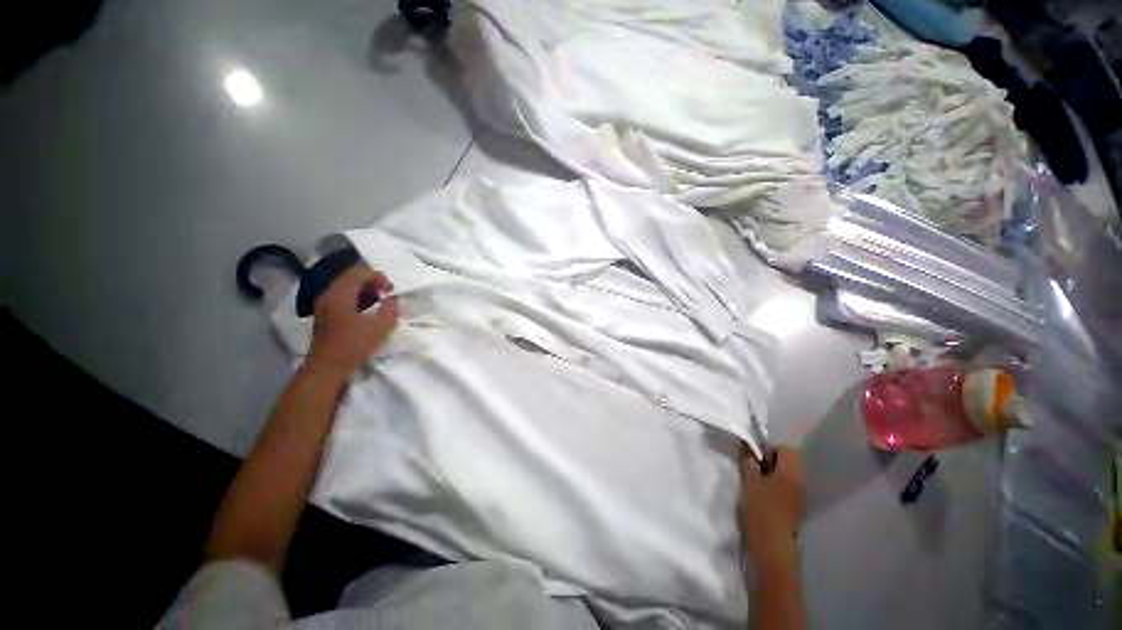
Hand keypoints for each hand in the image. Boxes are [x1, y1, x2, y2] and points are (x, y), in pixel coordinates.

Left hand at [306, 264, 399, 377]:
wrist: (327, 368)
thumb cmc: (353, 345)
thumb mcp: (380, 326)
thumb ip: (391, 309)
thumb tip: (393, 299)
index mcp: (340, 294)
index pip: (359, 272)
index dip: (379, 277)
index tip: (392, 290)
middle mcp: (329, 294)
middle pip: (351, 277)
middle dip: (372, 282)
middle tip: (387, 294)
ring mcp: (324, 305)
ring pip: (346, 287)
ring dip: (365, 291)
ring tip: (379, 302)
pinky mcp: (325, 316)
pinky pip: (343, 298)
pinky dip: (357, 299)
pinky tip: (367, 312)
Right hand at [740, 445, 804, 558]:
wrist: (771, 548)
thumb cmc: (760, 509)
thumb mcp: (749, 480)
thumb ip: (749, 461)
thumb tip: (748, 446)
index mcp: (792, 472)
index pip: (786, 449)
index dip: (769, 449)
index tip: (754, 459)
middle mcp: (801, 483)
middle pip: (788, 463)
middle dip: (770, 463)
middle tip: (753, 470)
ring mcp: (800, 499)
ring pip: (786, 478)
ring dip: (771, 477)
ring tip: (754, 485)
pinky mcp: (795, 512)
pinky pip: (786, 491)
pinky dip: (775, 490)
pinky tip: (761, 500)